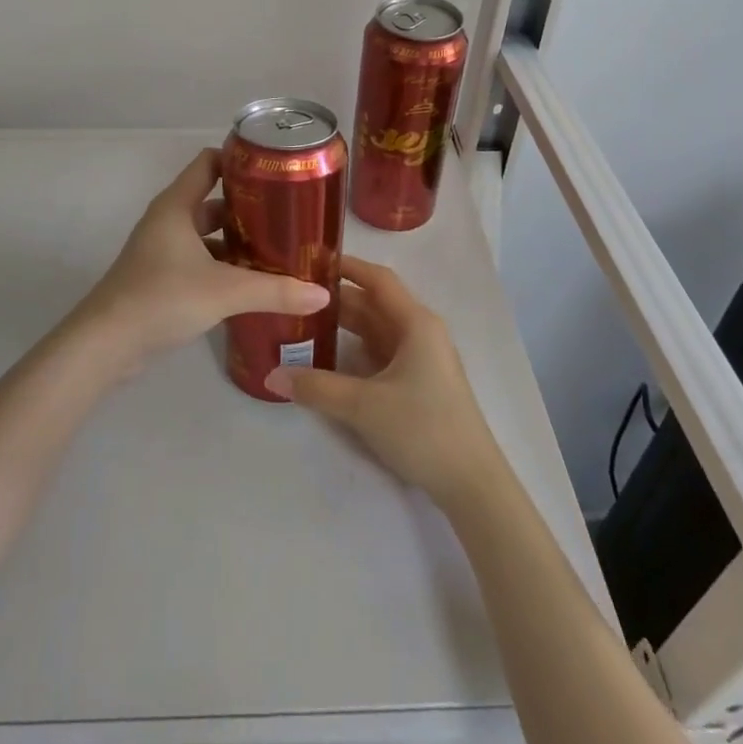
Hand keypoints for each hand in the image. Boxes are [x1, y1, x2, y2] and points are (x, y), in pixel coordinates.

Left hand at [69, 148, 331, 377]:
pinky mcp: (159, 278)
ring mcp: (161, 250)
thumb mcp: (225, 291)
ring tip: (276, 249)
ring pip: (205, 234)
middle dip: (247, 206)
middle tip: (286, 215)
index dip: (239, 159)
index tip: (274, 168)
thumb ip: (275, 290)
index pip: (208, 163)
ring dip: (235, 239)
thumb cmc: (162, 298)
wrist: (106, 344)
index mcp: (177, 206)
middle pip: (211, 199)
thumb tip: (323, 293)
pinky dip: (222, 265)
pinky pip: (198, 260)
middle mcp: (167, 221)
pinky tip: (249, 282)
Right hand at [265, 256, 504, 506]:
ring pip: (376, 331)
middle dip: (336, 300)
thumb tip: (270, 376)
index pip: (377, 280)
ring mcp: (421, 359)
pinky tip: (328, 358)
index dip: (346, 267)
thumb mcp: (364, 406)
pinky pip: (381, 354)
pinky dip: (355, 350)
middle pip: (374, 305)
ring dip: (344, 326)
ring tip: (303, 322)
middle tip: (294, 296)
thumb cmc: (423, 429)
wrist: (472, 484)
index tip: (310, 259)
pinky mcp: (419, 383)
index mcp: (416, 323)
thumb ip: (316, 388)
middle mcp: (421, 332)